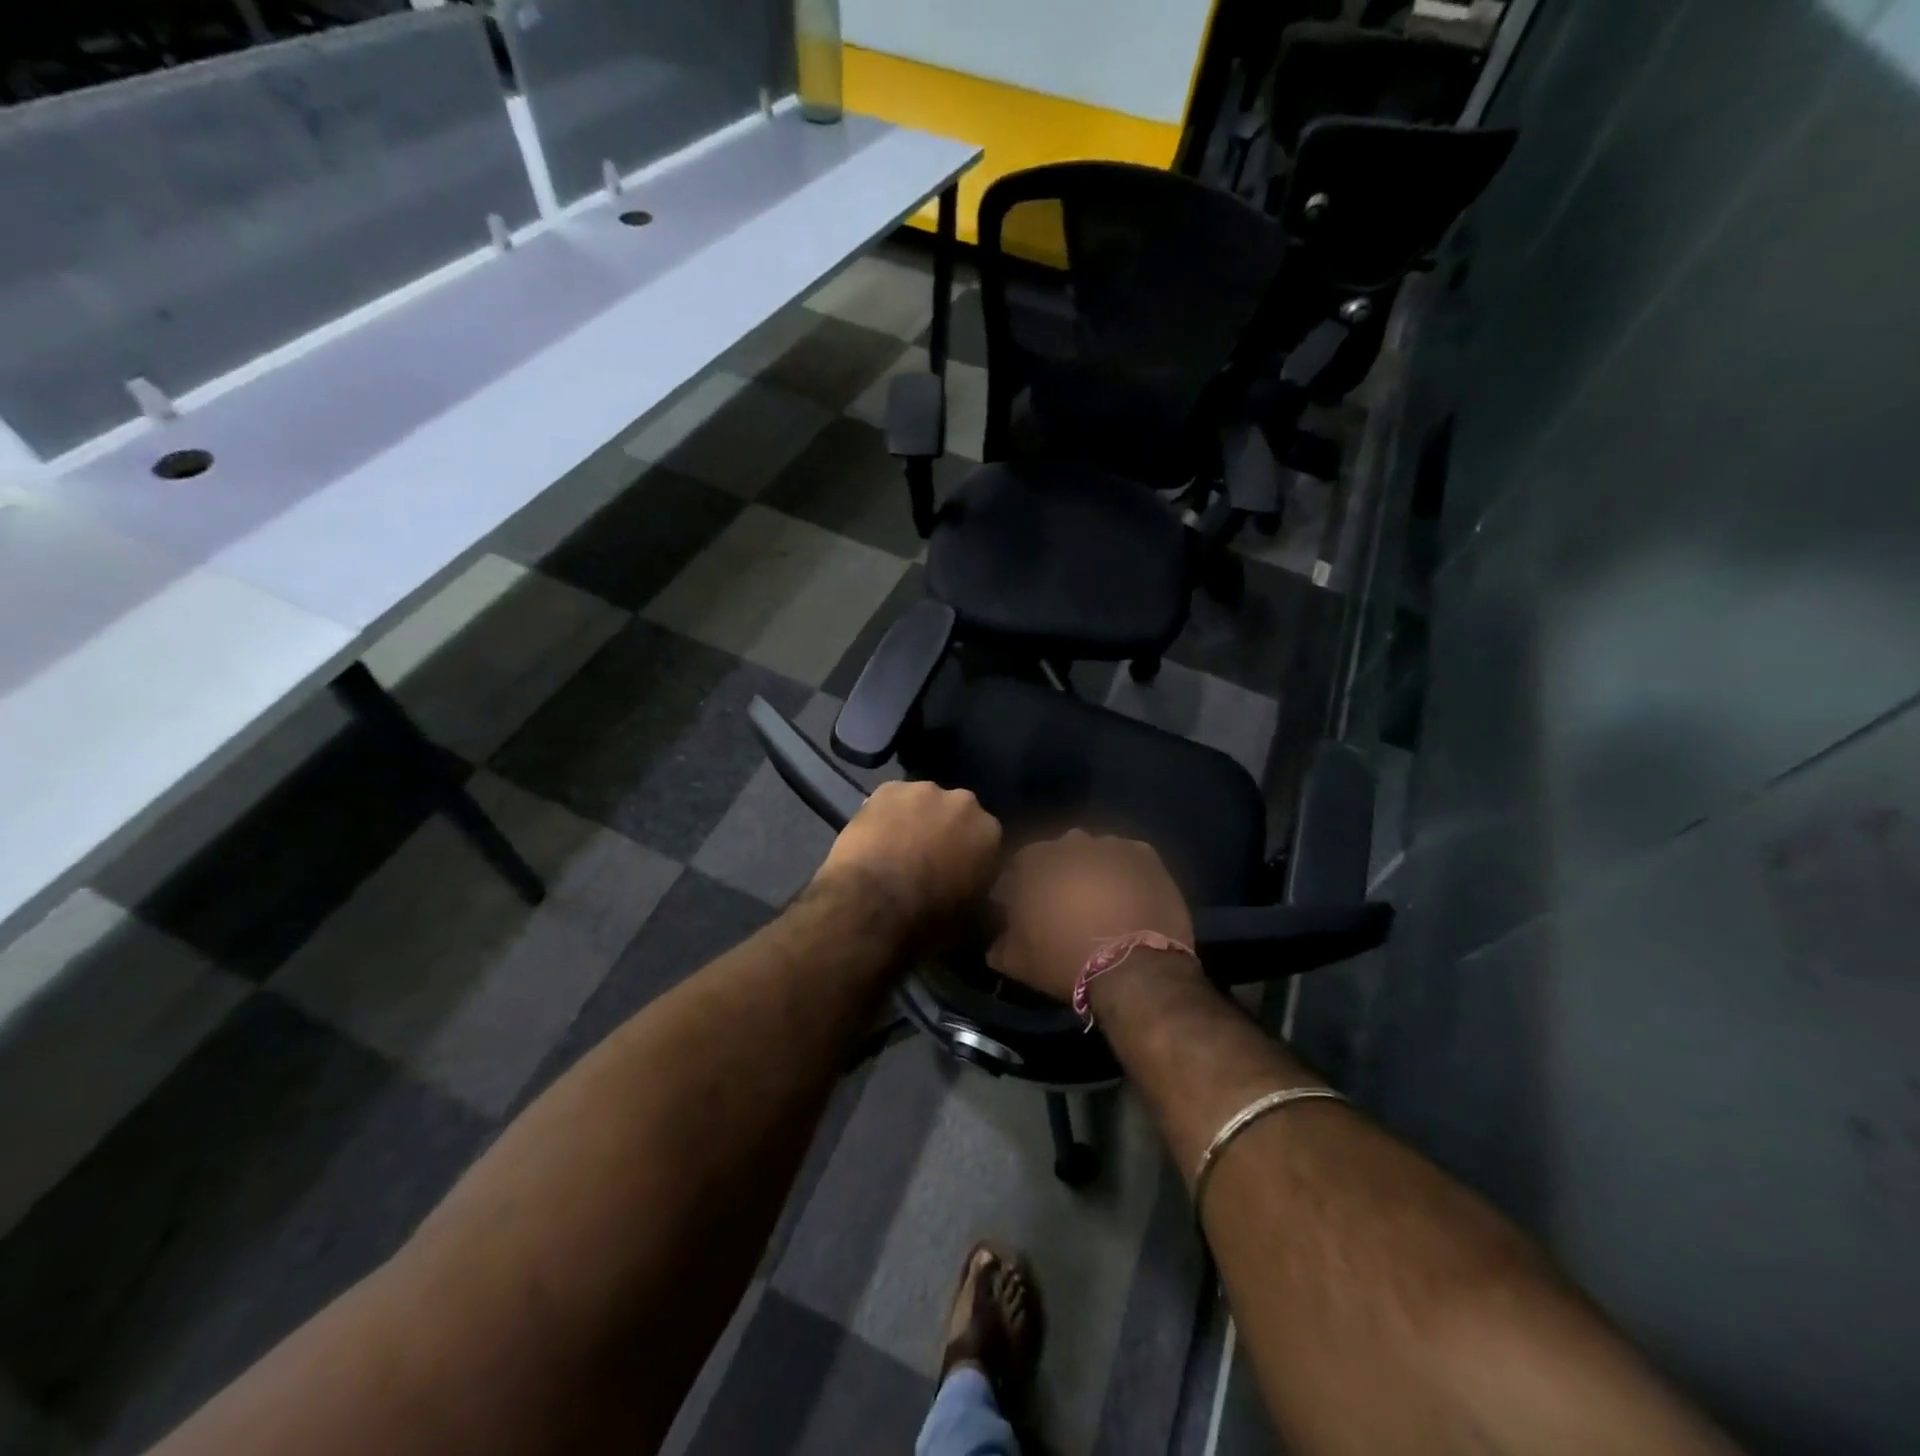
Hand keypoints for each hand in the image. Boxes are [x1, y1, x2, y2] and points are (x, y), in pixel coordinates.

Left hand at [813, 781, 1001, 939]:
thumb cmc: (930, 918)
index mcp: (990, 831)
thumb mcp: (975, 927)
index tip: (959, 875)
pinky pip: (891, 800)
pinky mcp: (887, 788)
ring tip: (896, 850)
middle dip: (946, 832)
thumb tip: (996, 910)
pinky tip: (874, 838)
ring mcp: (923, 790)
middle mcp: (963, 802)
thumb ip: (992, 911)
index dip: (972, 857)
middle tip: (927, 861)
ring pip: (923, 804)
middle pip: (956, 814)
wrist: (874, 903)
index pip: (987, 840)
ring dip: (916, 820)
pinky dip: (886, 815)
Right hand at [987, 831, 1194, 1003]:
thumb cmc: (1065, 959)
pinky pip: (1128, 858)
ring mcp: (1111, 845)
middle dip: (1059, 875)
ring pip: (1095, 854)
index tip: (1024, 909)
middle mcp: (1070, 842)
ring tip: (1101, 903)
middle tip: (1064, 906)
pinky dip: (1125, 873)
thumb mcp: (1017, 961)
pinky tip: (1128, 897)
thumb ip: (1000, 943)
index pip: (1019, 864)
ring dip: (1093, 871)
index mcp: (1034, 860)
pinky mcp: (1145, 855)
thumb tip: (997, 941)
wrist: (1133, 968)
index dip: (1021, 886)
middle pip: (1059, 855)